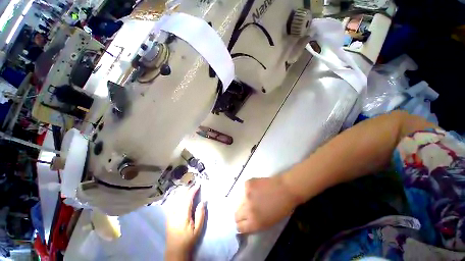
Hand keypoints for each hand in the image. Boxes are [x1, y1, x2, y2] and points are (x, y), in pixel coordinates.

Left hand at [165, 185, 205, 260]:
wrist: (175, 251)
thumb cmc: (188, 240)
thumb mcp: (198, 229)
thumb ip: (200, 214)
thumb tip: (203, 201)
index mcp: (183, 215)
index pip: (187, 198)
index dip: (193, 190)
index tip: (198, 185)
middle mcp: (175, 213)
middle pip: (181, 196)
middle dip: (188, 189)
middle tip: (194, 184)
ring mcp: (170, 214)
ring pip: (175, 198)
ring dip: (182, 191)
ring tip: (189, 187)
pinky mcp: (168, 216)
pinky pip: (172, 202)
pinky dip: (177, 196)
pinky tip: (180, 194)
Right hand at [234, 176, 300, 233]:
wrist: (285, 189)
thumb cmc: (281, 208)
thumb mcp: (268, 222)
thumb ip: (255, 223)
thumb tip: (245, 221)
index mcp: (254, 223)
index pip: (239, 227)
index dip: (241, 225)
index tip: (244, 221)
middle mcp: (248, 209)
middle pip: (236, 214)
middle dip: (241, 214)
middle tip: (248, 209)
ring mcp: (246, 195)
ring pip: (239, 201)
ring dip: (245, 201)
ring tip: (254, 197)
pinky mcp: (247, 184)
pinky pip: (244, 189)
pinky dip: (248, 190)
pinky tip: (256, 188)